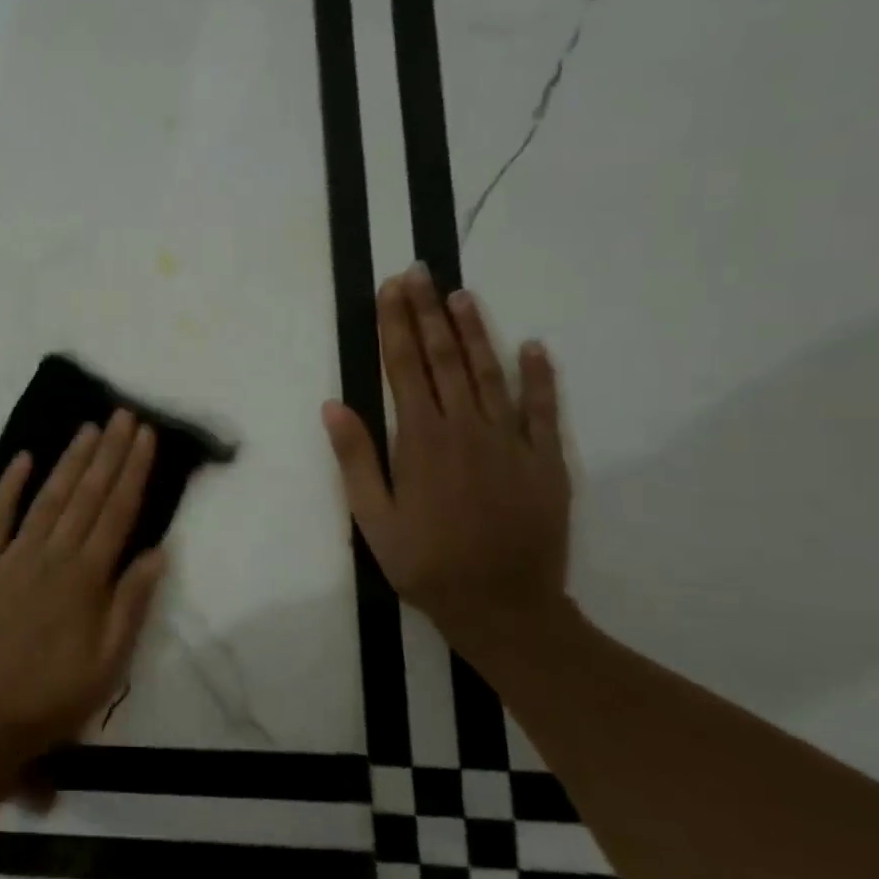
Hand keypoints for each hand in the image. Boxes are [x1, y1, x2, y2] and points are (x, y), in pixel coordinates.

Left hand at [0, 411, 167, 772]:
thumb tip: (157, 551)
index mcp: (86, 579)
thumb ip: (131, 605)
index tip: (145, 436)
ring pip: (48, 498)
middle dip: (108, 453)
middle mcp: (52, 556)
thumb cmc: (50, 700)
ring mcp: (12, 556)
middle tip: (123, 415)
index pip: (116, 512)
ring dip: (70, 461)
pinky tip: (23, 458)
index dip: (133, 471)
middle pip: (86, 495)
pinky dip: (9, 486)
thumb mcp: (107, 666)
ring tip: (89, 428)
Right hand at [322, 265, 570, 655]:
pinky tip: (533, 346)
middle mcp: (466, 428)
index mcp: (421, 440)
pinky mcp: (544, 460)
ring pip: (490, 372)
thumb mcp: (372, 517)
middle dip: (428, 312)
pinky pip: (542, 408)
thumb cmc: (424, 563)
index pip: (404, 367)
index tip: (391, 289)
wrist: (503, 606)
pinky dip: (538, 375)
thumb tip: (334, 405)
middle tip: (419, 272)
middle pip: (444, 358)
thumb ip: (355, 458)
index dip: (396, 325)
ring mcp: (510, 441)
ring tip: (461, 295)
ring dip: (475, 331)